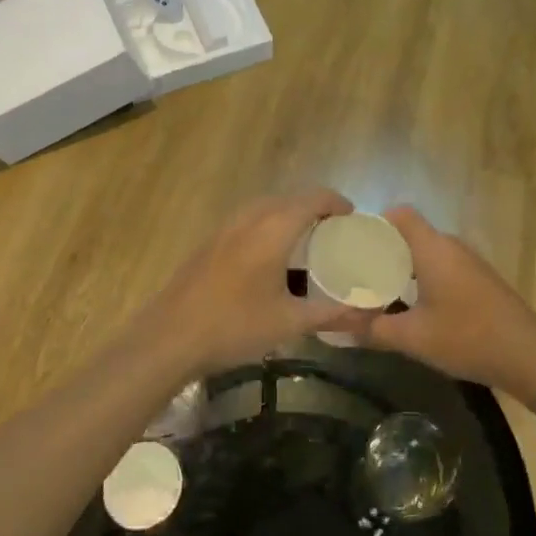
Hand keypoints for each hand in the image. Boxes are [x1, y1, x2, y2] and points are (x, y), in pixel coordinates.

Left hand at [149, 189, 367, 372]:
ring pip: (266, 207)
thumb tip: (366, 314)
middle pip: (290, 198)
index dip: (336, 202)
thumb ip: (331, 314)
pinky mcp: (210, 241)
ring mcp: (226, 227)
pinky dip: (268, 224)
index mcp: (274, 228)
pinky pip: (249, 219)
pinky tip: (269, 257)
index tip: (353, 217)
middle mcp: (251, 217)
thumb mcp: (288, 323)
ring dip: (289, 214)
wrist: (169, 337)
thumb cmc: (234, 326)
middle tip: (334, 232)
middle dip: (315, 208)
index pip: (314, 198)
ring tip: (305, 241)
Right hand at [359, 207, 535, 389]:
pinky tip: (415, 304)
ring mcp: (469, 261)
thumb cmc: (466, 336)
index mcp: (432, 248)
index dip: (375, 223)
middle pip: (411, 233)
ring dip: (405, 265)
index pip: (400, 214)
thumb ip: (373, 329)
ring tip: (380, 288)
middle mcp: (451, 246)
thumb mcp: (413, 338)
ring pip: (428, 251)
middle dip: (384, 249)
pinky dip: (424, 276)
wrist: (528, 354)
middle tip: (359, 271)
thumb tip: (339, 327)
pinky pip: (443, 265)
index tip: (354, 243)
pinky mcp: (480, 278)